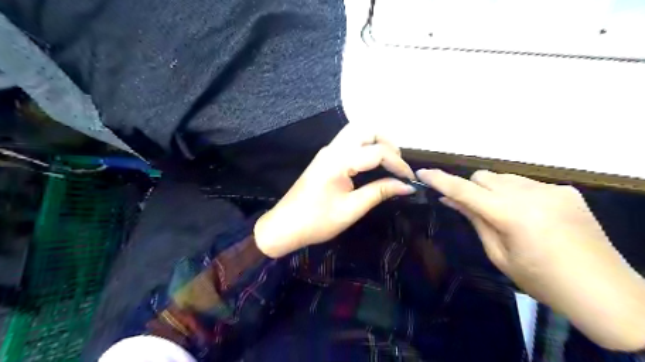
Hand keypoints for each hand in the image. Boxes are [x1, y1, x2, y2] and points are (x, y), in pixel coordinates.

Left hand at [255, 125, 414, 259]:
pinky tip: (373, 162)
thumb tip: (407, 186)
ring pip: (357, 131)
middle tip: (398, 164)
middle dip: (388, 141)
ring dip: (376, 141)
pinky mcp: (325, 158)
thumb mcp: (351, 209)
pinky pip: (349, 141)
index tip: (410, 179)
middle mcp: (333, 149)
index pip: (377, 151)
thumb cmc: (317, 221)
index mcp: (339, 160)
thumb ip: (380, 192)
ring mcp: (327, 151)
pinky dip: (366, 145)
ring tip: (389, 162)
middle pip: (366, 128)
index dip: (398, 164)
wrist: (284, 226)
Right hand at [419, 169, 644, 349]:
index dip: (440, 180)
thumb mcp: (499, 255)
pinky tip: (529, 216)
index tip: (422, 173)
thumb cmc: (542, 281)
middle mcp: (531, 194)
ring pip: (504, 177)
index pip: (465, 190)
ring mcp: (552, 189)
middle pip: (484, 177)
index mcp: (512, 215)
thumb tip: (450, 199)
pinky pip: (527, 183)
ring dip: (493, 190)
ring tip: (503, 215)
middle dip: (471, 189)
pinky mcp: (566, 190)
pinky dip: (516, 193)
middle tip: (472, 210)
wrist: (604, 292)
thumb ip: (475, 221)